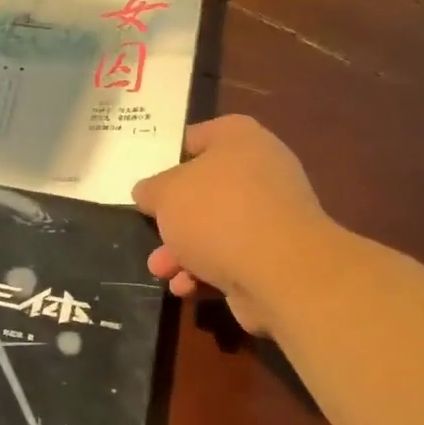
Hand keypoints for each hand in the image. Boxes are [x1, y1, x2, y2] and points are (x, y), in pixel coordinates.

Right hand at [131, 115, 341, 334]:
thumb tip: (148, 193)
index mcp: (239, 139)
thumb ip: (151, 190)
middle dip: (172, 218)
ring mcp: (271, 214)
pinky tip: (184, 287)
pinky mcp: (275, 254)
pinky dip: (206, 270)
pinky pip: (231, 256)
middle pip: (203, 190)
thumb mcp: (165, 194)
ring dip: (182, 251)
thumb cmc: (216, 214)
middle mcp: (260, 170)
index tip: (144, 180)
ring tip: (159, 270)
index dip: (166, 157)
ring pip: (214, 228)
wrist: (279, 270)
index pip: (195, 137)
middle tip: (149, 231)